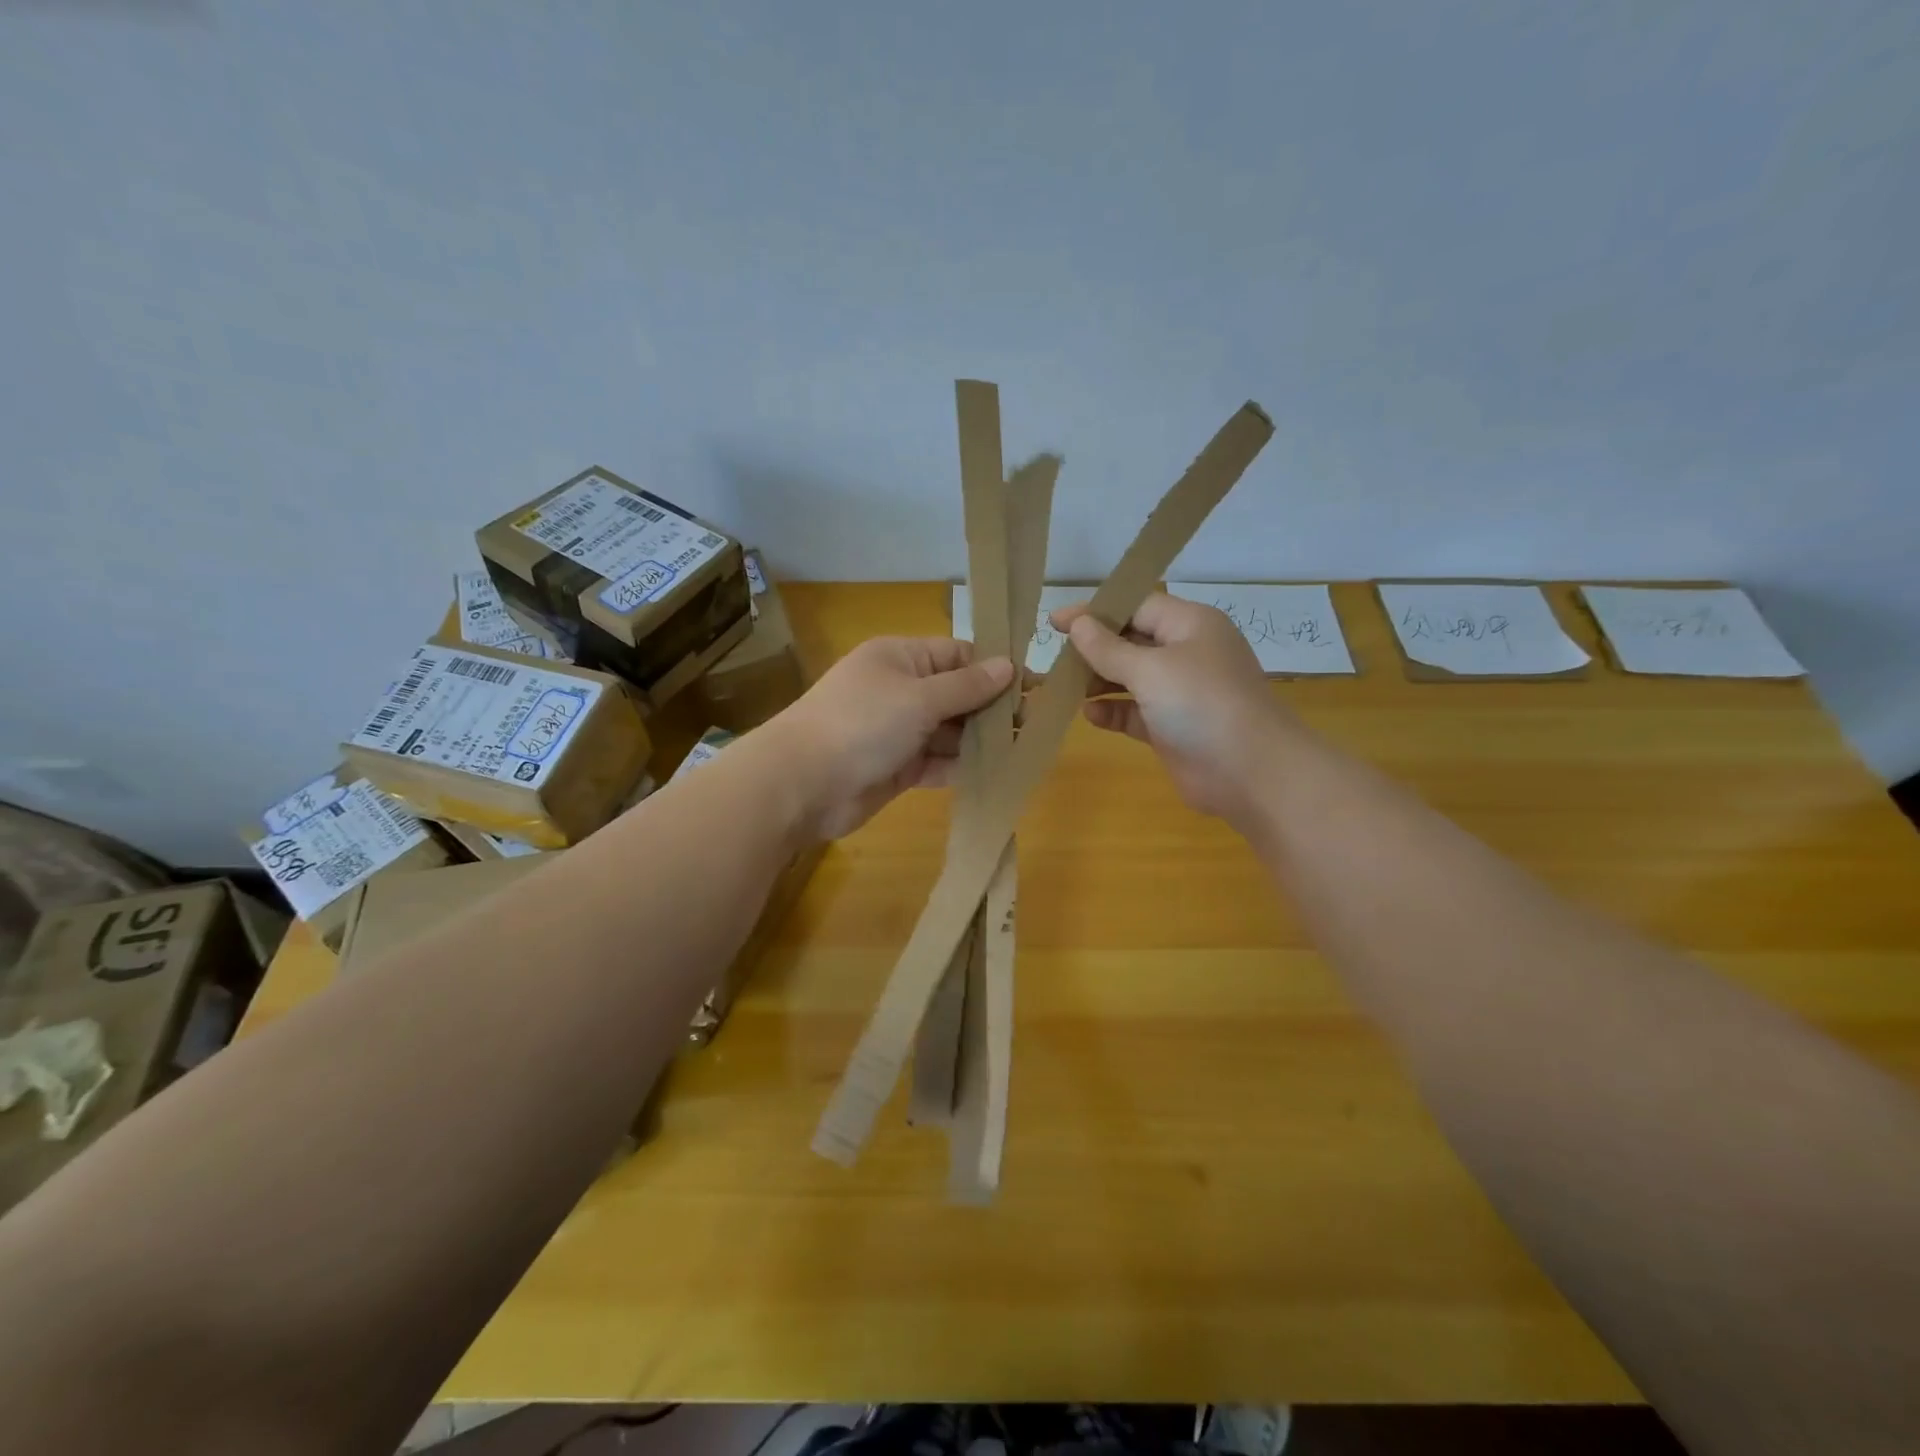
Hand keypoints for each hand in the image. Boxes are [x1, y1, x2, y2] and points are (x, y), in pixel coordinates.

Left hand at [767, 636, 1014, 840]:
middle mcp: (899, 690)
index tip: (1033, 685)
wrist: (803, 784)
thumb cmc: (863, 723)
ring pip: (949, 731)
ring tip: (1022, 749)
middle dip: (991, 708)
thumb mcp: (919, 697)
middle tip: (1034, 723)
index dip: (994, 668)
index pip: (957, 654)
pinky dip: (960, 767)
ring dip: (980, 740)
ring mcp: (897, 731)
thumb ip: (966, 686)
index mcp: (900, 658)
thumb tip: (1008, 665)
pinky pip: (936, 762)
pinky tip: (994, 773)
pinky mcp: (896, 767)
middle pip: (956, 694)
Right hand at [1052, 592, 1296, 829]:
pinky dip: (1112, 712)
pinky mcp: (1172, 728)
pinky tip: (1089, 716)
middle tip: (1054, 658)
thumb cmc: (1202, 705)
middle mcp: (1186, 653)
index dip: (1095, 611)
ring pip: (1130, 678)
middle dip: (1094, 648)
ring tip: (1062, 687)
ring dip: (1098, 681)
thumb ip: (1109, 648)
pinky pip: (1134, 712)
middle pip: (1131, 641)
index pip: (1136, 606)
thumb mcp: (1151, 669)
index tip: (1054, 622)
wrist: (1252, 773)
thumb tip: (1078, 624)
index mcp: (1189, 625)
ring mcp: (1180, 693)